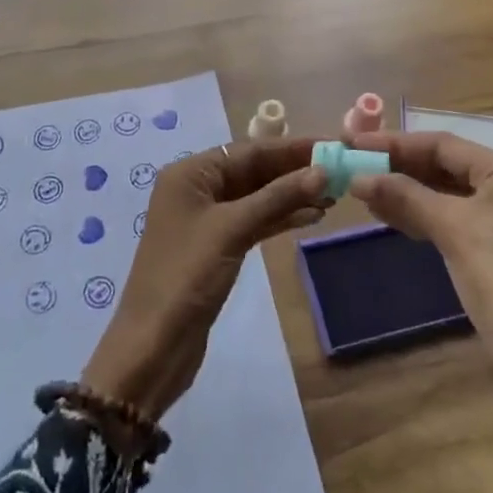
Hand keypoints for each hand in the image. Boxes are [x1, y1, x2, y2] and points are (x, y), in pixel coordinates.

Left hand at [82, 137, 328, 420]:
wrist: (152, 347)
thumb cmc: (187, 276)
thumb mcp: (233, 229)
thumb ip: (277, 197)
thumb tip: (321, 171)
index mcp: (190, 173)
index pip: (248, 150)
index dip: (291, 148)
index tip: (331, 145)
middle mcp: (196, 188)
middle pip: (253, 170)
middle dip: (294, 171)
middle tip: (339, 171)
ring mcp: (205, 219)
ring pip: (256, 197)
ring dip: (291, 195)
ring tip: (333, 195)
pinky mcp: (216, 247)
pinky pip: (253, 221)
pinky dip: (279, 218)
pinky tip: (311, 217)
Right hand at [347, 131, 492, 449]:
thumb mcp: (451, 229)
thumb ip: (404, 195)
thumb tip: (358, 177)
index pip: (443, 144)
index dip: (395, 143)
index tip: (354, 143)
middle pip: (447, 166)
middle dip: (401, 168)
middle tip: (357, 166)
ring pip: (450, 194)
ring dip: (409, 193)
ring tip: (366, 193)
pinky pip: (458, 219)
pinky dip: (426, 216)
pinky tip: (393, 217)